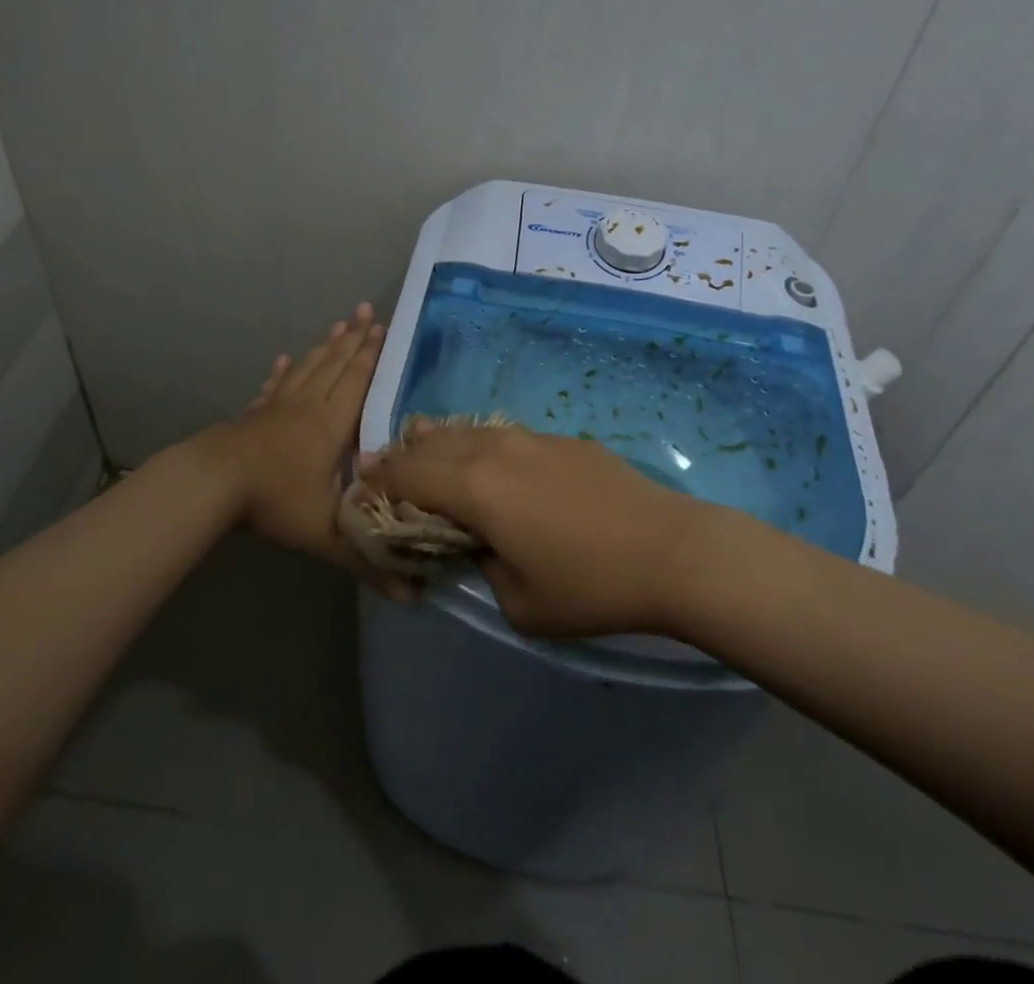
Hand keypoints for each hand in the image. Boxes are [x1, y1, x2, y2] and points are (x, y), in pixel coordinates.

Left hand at [194, 304, 412, 598]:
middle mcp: (307, 407)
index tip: (385, 328)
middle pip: (335, 366)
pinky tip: (285, 360)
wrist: (213, 485)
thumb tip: (415, 597)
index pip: (357, 382)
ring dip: (325, 347)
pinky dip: (282, 372)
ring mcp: (277, 408)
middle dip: (354, 339)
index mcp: (330, 425)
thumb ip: (366, 561)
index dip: (372, 356)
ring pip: (307, 369)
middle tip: (368, 311)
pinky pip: (273, 387)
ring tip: (339, 325)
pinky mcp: (253, 415)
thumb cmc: (274, 502)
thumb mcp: (325, 535)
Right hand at [356, 420, 713, 635]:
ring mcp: (530, 438)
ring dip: (437, 441)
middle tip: (382, 467)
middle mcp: (494, 450)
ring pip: (466, 430)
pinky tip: (482, 455)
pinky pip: (501, 434)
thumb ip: (483, 566)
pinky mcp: (560, 439)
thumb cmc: (591, 586)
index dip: (380, 481)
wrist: (671, 550)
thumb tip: (477, 543)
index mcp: (475, 488)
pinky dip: (476, 442)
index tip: (361, 488)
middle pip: (432, 444)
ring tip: (420, 446)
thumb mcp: (520, 602)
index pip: (409, 475)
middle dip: (401, 455)